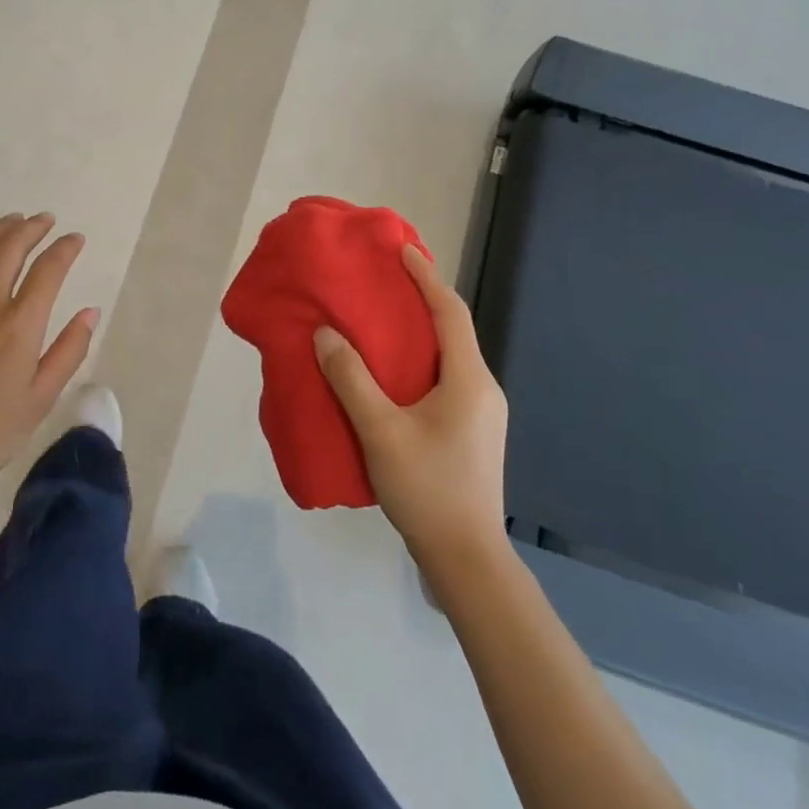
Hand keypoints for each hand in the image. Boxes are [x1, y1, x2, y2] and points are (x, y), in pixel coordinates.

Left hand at [0, 213, 97, 506]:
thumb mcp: (41, 399)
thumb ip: (69, 350)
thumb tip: (90, 311)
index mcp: (18, 327)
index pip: (48, 270)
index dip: (65, 249)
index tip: (76, 239)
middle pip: (9, 248)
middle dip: (32, 228)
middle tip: (46, 220)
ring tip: (14, 221)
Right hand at [313, 245, 507, 557]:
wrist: (467, 559)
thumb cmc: (427, 488)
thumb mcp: (381, 431)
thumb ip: (351, 379)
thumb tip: (325, 334)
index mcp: (469, 379)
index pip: (450, 312)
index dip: (426, 277)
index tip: (402, 250)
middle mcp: (482, 389)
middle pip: (453, 331)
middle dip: (422, 301)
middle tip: (385, 283)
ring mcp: (481, 414)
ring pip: (449, 358)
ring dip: (420, 334)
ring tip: (382, 323)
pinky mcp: (471, 433)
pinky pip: (446, 380)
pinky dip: (420, 363)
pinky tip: (392, 376)